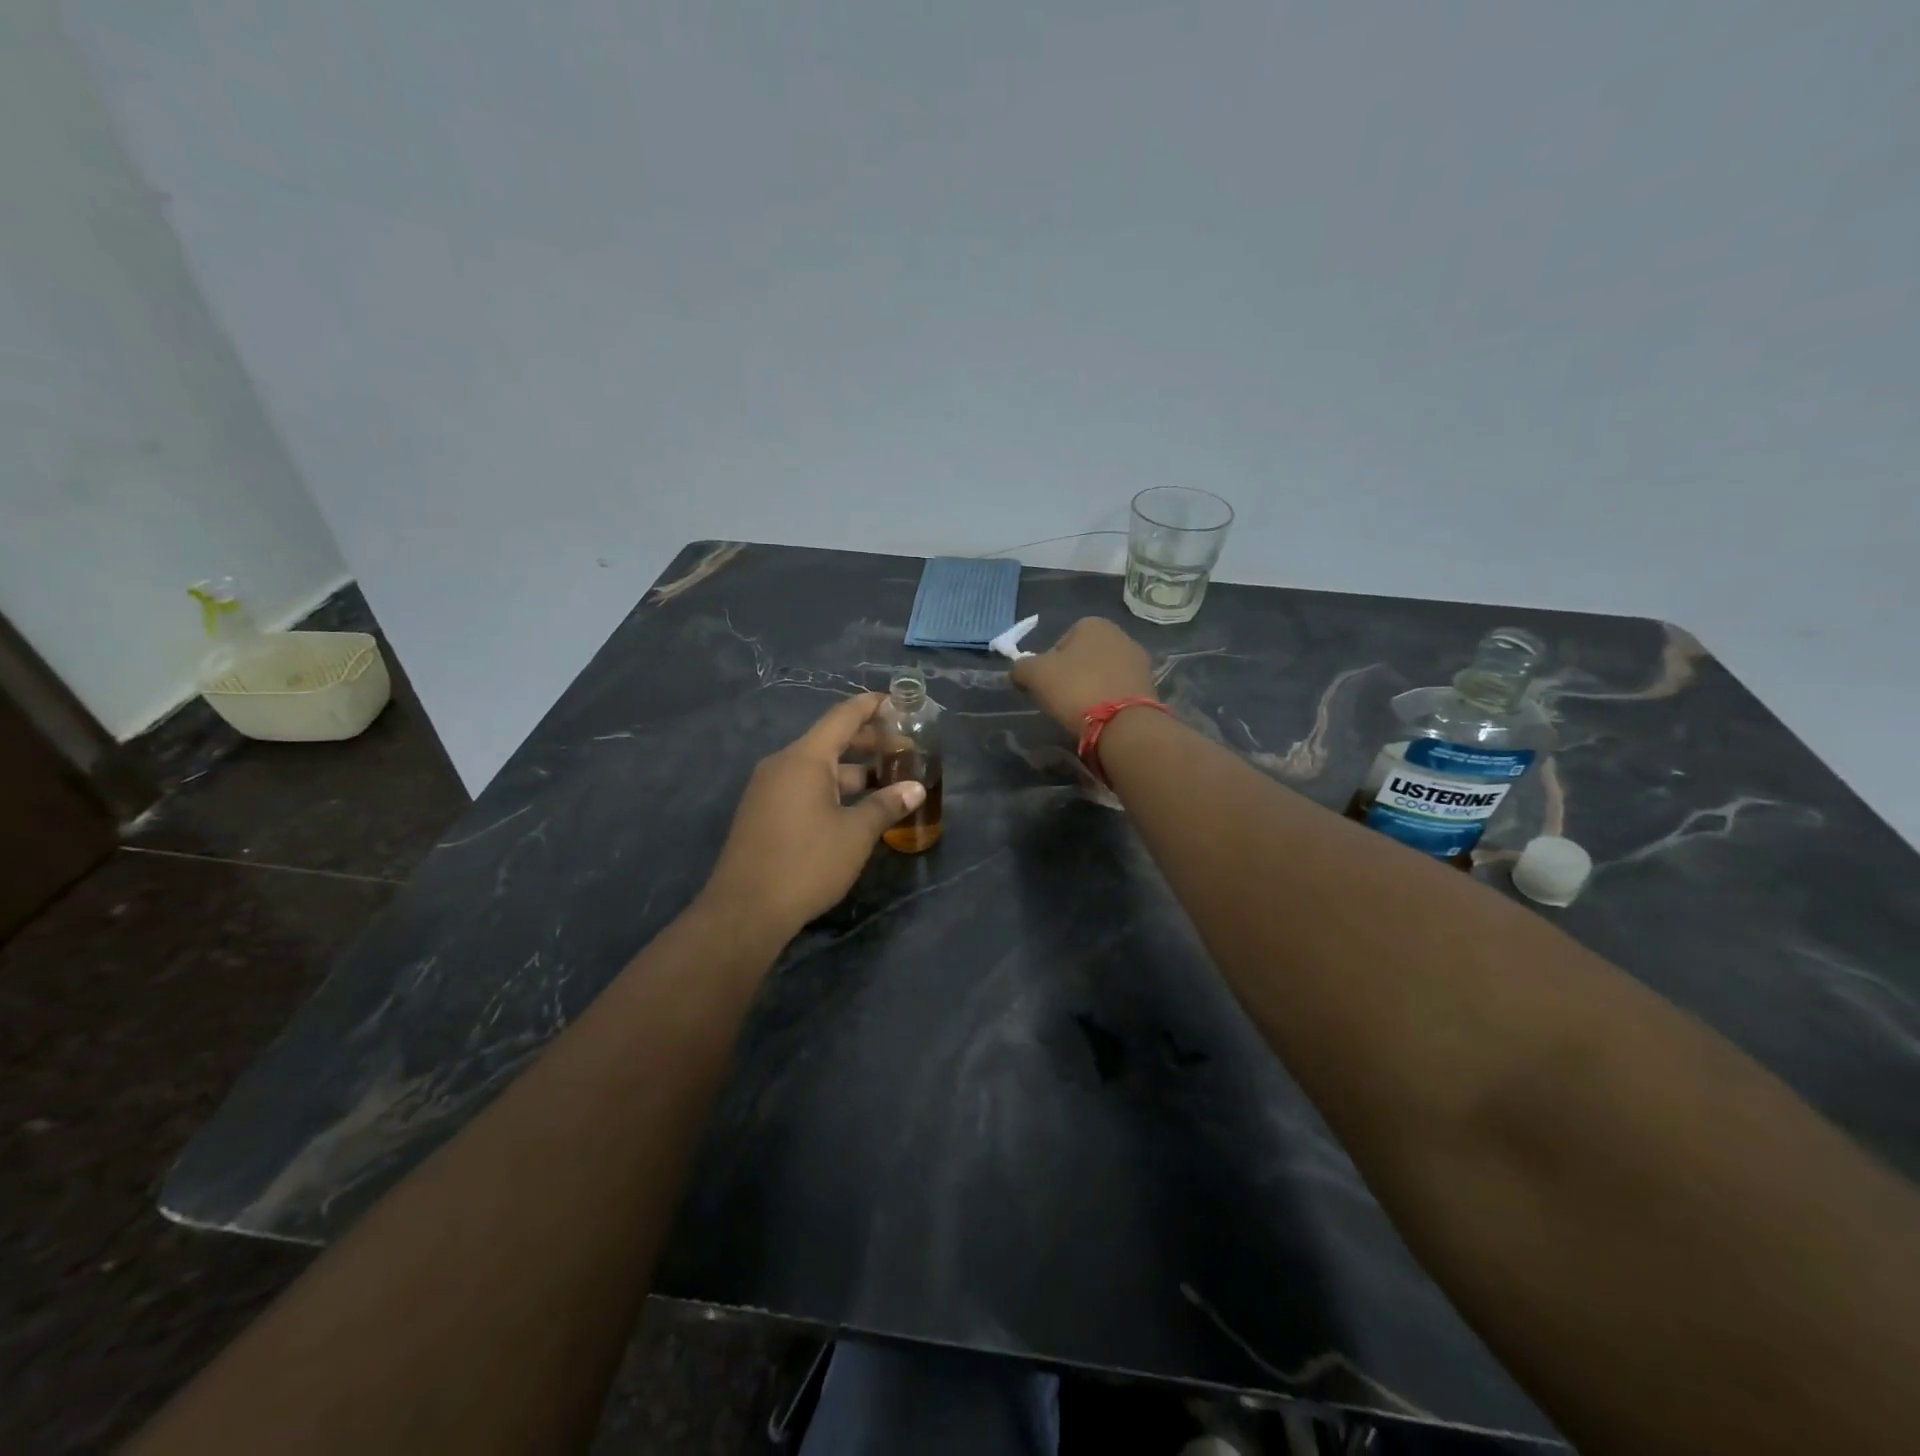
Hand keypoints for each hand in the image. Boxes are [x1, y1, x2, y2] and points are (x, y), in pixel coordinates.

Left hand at [701, 693, 925, 935]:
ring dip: (852, 771)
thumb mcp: (855, 834)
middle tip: (903, 749)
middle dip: (867, 742)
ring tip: (886, 781)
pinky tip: (855, 807)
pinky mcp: (763, 813)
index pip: (842, 717)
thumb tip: (916, 789)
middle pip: (830, 741)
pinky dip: (832, 788)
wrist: (746, 910)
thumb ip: (886, 806)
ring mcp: (769, 789)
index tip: (897, 701)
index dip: (871, 706)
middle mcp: (782, 765)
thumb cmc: (807, 863)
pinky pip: (803, 787)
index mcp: (805, 759)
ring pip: (817, 768)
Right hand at [1010, 617, 1156, 732]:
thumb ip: (1021, 667)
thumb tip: (1019, 671)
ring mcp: (1139, 661)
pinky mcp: (1150, 686)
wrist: (1123, 724)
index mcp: (1093, 624)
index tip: (1046, 685)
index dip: (1049, 664)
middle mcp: (1120, 635)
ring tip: (1081, 711)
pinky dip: (1108, 700)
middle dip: (1072, 675)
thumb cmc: (1075, 688)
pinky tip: (1101, 717)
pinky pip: (1119, 690)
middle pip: (1084, 657)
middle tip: (1061, 699)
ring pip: (1103, 673)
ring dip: (1091, 688)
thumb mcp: (1034, 675)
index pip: (1061, 641)